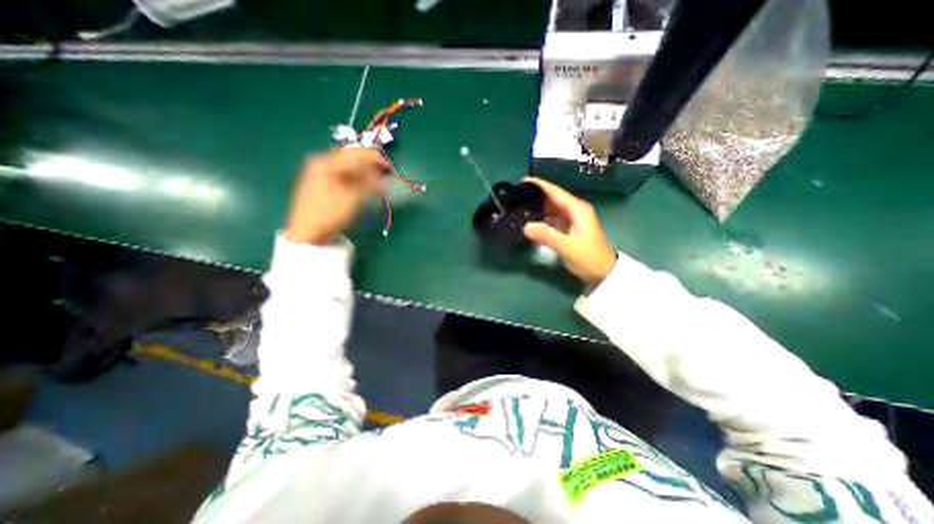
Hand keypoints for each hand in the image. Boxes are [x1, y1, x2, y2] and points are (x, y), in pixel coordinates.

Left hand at [283, 148, 388, 245]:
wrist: (306, 232)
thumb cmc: (329, 213)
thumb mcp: (353, 198)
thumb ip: (369, 184)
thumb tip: (383, 180)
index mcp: (327, 162)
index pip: (356, 154)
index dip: (375, 159)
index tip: (390, 167)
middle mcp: (321, 161)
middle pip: (350, 157)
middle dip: (369, 165)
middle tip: (384, 174)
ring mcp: (318, 171)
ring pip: (346, 166)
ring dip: (362, 172)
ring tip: (376, 181)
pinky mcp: (318, 181)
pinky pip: (341, 173)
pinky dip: (354, 177)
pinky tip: (361, 185)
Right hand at [522, 177, 618, 285]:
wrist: (603, 273)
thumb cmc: (588, 258)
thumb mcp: (567, 246)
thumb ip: (547, 235)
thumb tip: (525, 226)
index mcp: (577, 209)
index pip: (556, 192)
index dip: (540, 185)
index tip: (523, 180)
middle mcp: (575, 210)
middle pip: (553, 198)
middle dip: (536, 195)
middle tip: (516, 195)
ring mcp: (572, 219)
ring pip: (552, 208)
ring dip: (538, 207)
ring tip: (519, 206)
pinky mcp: (569, 228)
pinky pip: (553, 218)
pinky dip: (542, 218)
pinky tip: (530, 220)